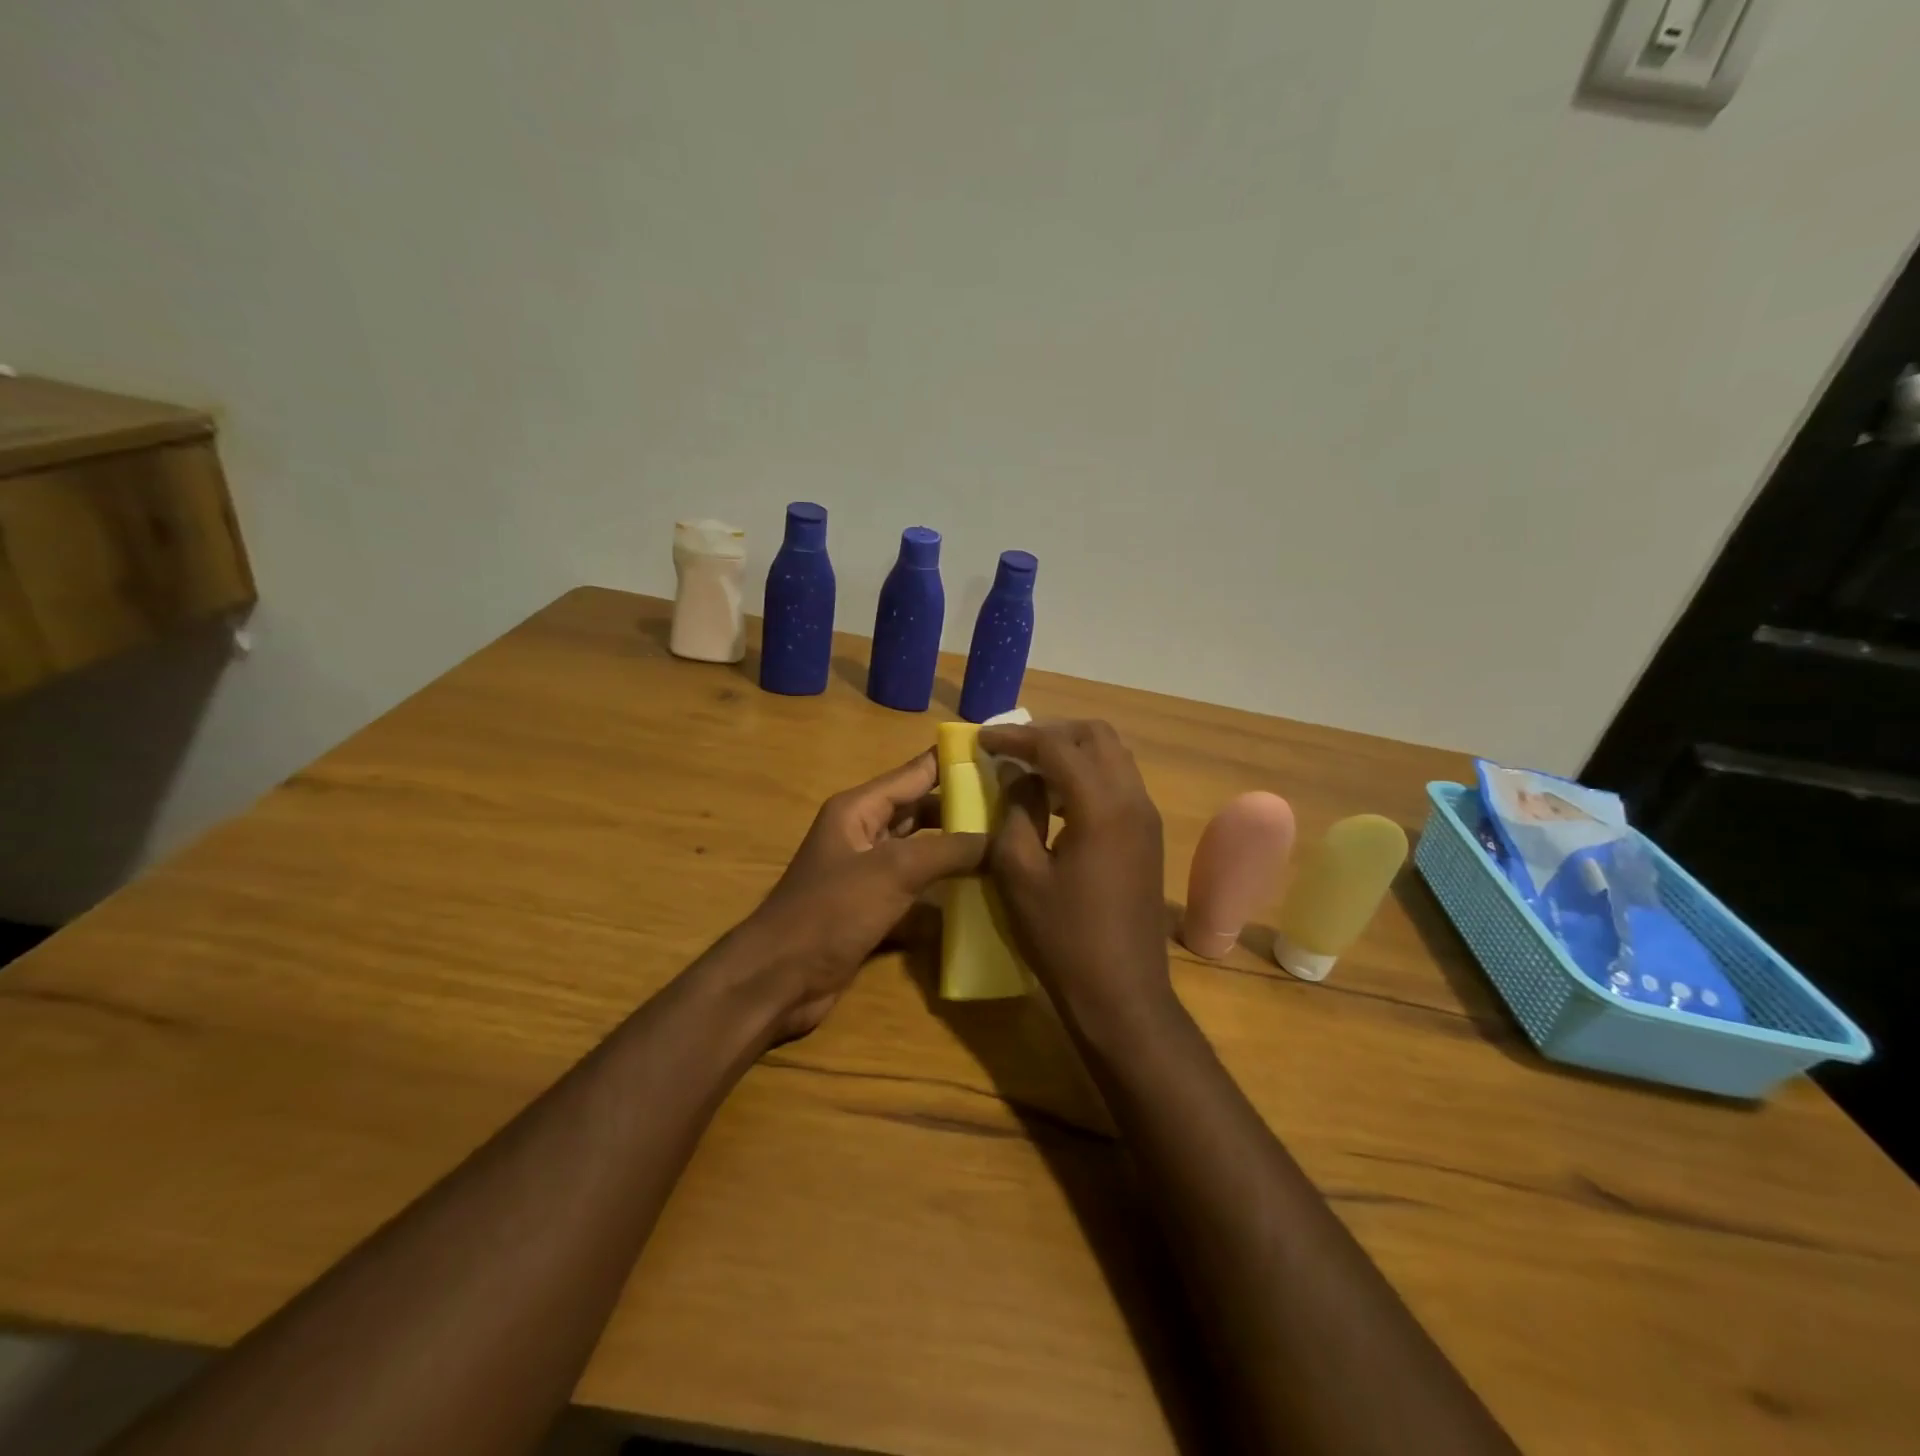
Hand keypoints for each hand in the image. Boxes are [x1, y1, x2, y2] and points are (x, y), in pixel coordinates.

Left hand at [738, 750, 986, 1040]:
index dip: (956, 762)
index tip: (1004, 755)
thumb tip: (1000, 839)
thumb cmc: (830, 912)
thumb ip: (949, 850)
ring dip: (957, 851)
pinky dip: (944, 890)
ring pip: (922, 851)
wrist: (778, 980)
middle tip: (1017, 809)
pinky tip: (982, 894)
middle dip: (964, 809)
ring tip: (1009, 847)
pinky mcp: (873, 909)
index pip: (916, 772)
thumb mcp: (893, 871)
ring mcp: (868, 873)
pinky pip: (917, 889)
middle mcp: (864, 833)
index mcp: (859, 809)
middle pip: (922, 810)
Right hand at [978, 720, 1173, 1035]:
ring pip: (1113, 756)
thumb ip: (1014, 812)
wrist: (1122, 994)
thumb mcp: (1019, 874)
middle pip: (1096, 736)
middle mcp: (1133, 800)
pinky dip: (1088, 774)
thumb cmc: (1063, 937)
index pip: (1057, 747)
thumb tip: (1017, 776)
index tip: (982, 739)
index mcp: (1102, 807)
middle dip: (1051, 733)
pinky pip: (1119, 782)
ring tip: (1030, 770)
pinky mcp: (1149, 836)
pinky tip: (1057, 800)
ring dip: (1072, 752)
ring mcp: (1147, 818)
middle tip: (1012, 749)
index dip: (1016, 737)